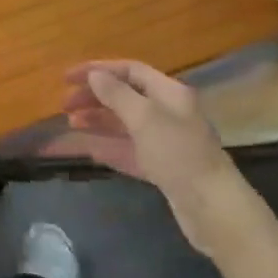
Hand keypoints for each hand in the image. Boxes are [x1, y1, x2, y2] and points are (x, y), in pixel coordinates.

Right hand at [58, 60, 241, 253]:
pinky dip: (107, 146)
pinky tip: (86, 148)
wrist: (212, 208)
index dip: (99, 70)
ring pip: (124, 124)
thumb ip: (117, 94)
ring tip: (71, 122)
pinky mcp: (161, 169)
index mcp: (169, 93)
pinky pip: (128, 151)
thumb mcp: (145, 118)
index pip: (130, 71)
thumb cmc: (178, 153)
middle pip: (125, 97)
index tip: (68, 78)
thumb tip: (95, 75)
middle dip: (94, 97)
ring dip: (97, 121)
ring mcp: (164, 142)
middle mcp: (168, 113)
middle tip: (65, 104)